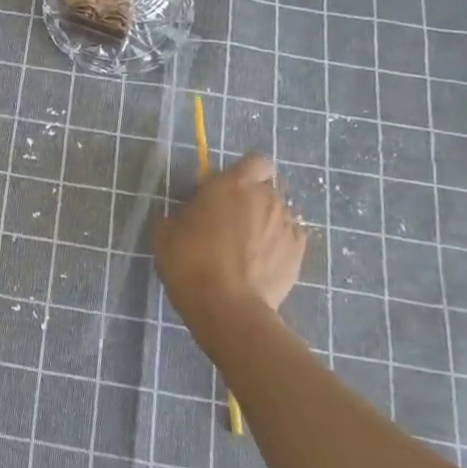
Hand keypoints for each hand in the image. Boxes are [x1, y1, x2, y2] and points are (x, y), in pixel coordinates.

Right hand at [154, 154, 307, 329]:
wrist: (226, 306)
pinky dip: (278, 245)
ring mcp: (286, 225)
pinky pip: (289, 238)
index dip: (245, 173)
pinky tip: (262, 263)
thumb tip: (190, 212)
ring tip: (247, 249)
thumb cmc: (189, 262)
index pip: (255, 161)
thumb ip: (183, 212)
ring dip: (265, 223)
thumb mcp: (166, 231)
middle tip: (231, 223)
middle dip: (252, 200)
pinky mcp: (299, 253)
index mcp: (233, 185)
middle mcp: (266, 198)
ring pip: (278, 214)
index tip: (227, 190)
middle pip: (266, 189)